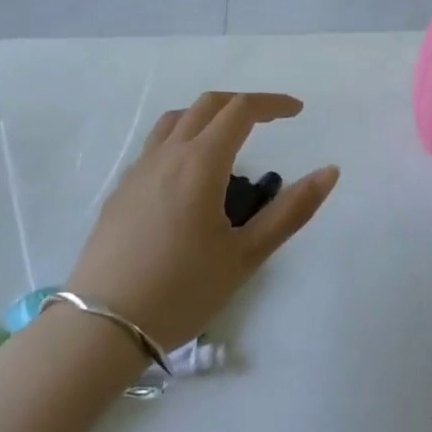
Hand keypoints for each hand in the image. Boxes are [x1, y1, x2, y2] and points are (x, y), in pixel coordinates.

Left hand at [68, 92, 340, 349]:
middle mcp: (168, 154)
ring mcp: (139, 169)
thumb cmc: (182, 290)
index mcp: (201, 162)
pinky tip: (190, 176)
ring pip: (177, 119)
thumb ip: (291, 210)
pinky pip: (157, 144)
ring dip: (210, 115)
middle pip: (209, 104)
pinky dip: (184, 137)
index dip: (273, 103)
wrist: (101, 327)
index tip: (297, 111)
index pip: (241, 109)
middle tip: (271, 120)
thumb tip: (329, 171)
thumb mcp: (246, 255)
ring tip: (230, 140)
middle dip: (244, 103)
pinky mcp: (121, 190)